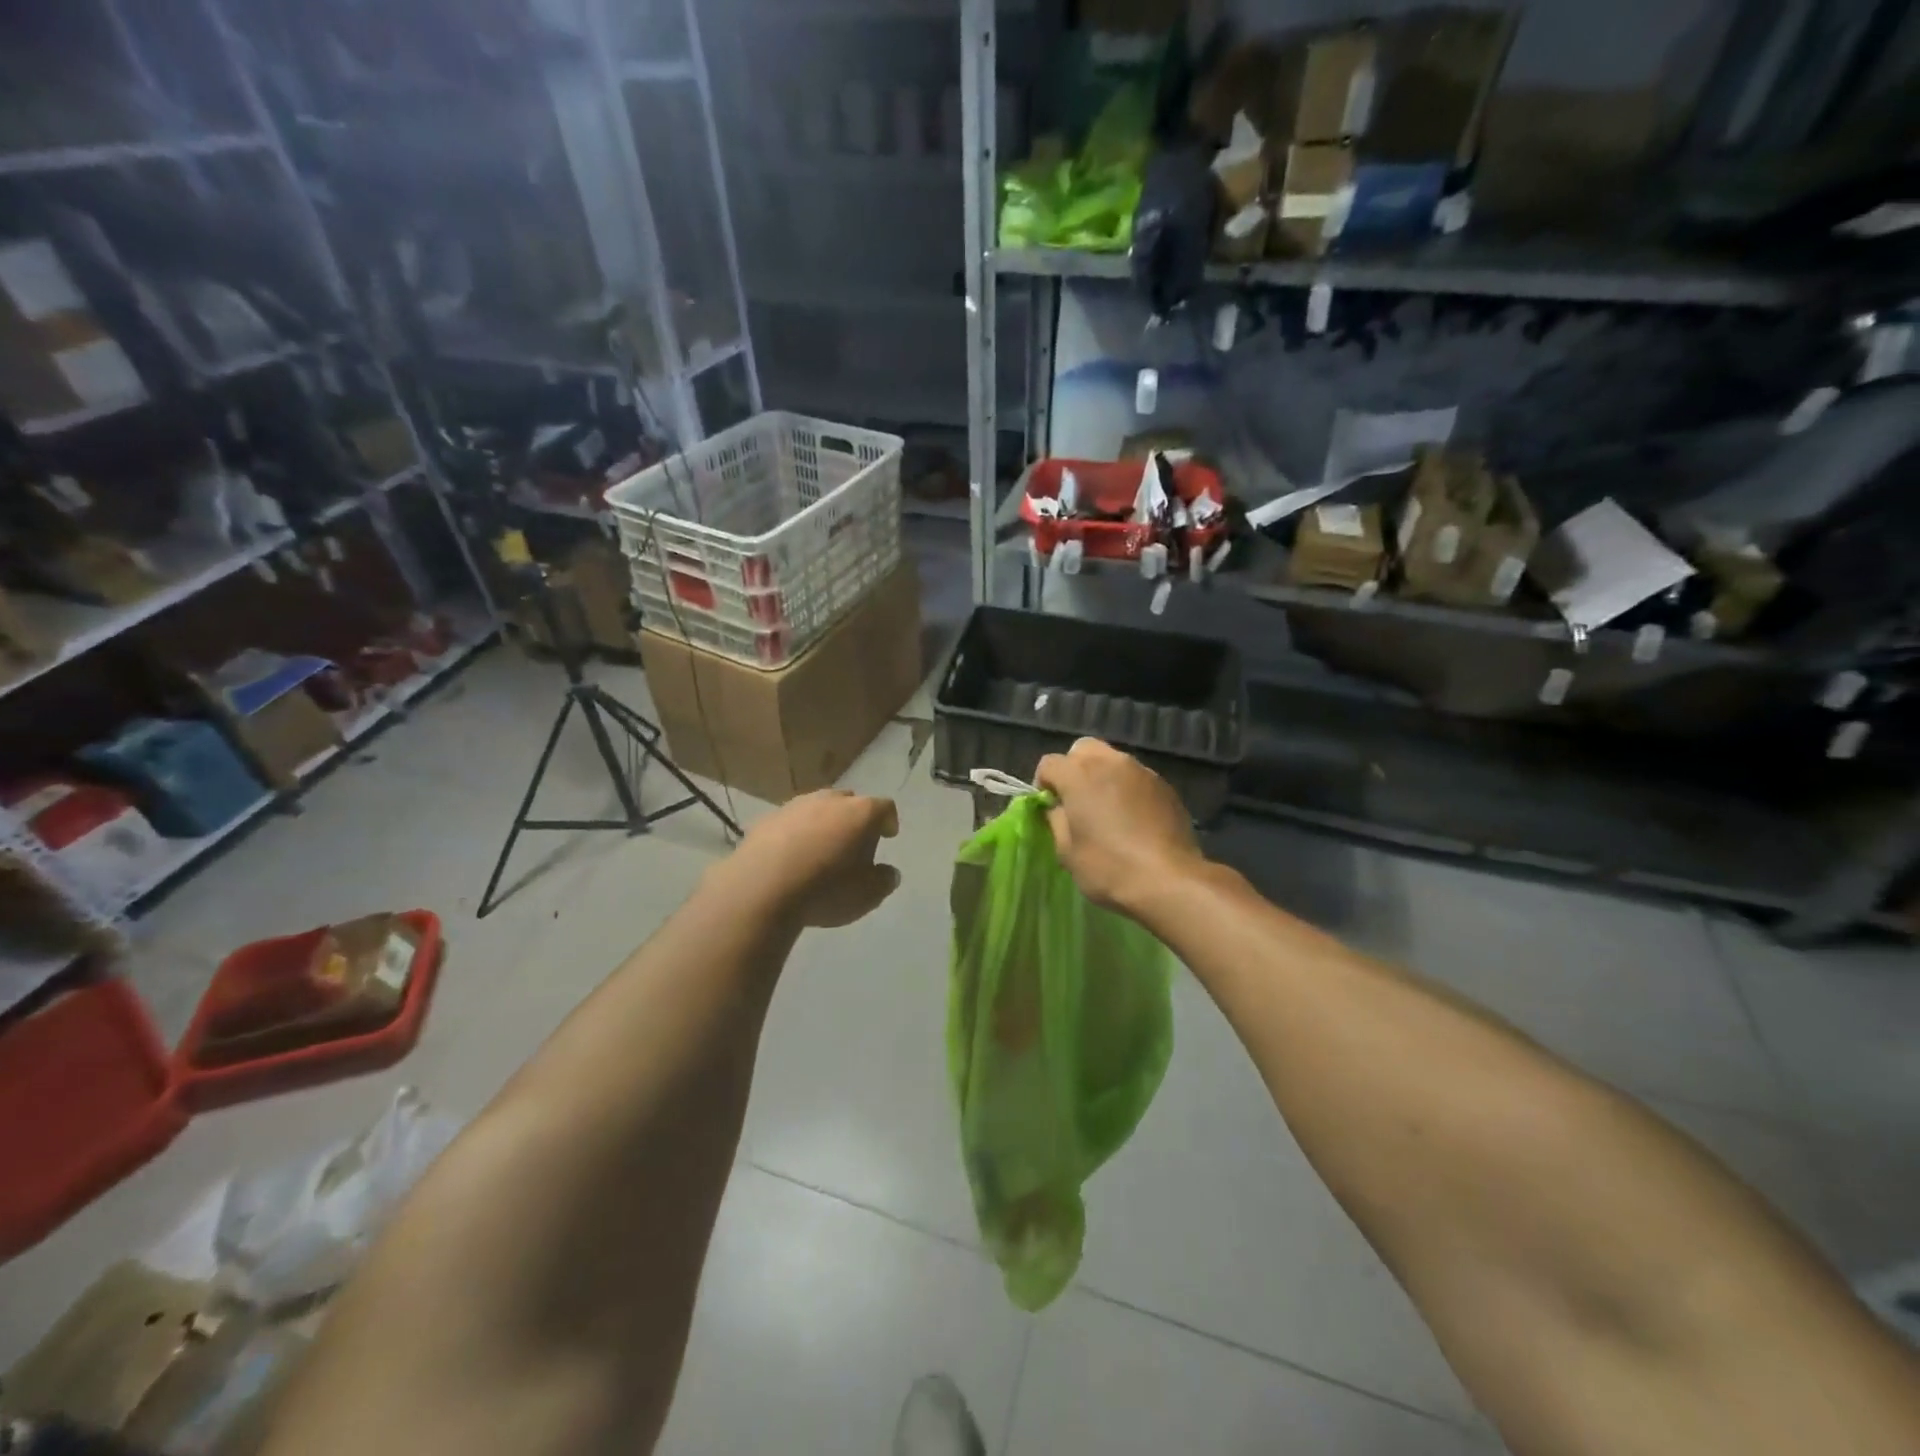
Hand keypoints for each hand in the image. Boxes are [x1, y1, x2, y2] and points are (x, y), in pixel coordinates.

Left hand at [714, 790, 900, 929]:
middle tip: (854, 843)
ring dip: (823, 823)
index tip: (889, 835)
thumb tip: (888, 872)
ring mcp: (795, 806)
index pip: (884, 807)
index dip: (889, 821)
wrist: (761, 888)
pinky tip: (791, 856)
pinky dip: (796, 834)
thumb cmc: (826, 889)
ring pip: (817, 808)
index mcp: (861, 813)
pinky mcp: (766, 819)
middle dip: (855, 819)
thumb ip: (884, 880)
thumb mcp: (867, 895)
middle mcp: (829, 800)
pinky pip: (790, 822)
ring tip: (821, 848)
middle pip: (849, 802)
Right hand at [1035, 738, 1204, 914]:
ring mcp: (1141, 771)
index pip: (1049, 763)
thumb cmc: (1108, 866)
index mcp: (1078, 775)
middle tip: (1077, 800)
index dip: (1043, 784)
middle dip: (1074, 768)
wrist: (1168, 880)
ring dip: (1103, 777)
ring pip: (1113, 760)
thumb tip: (1058, 809)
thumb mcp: (1066, 851)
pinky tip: (1133, 818)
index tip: (1049, 807)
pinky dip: (1128, 789)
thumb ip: (1057, 820)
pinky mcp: (1165, 785)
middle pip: (1083, 749)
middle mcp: (1110, 762)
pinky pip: (1137, 777)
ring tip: (1107, 809)